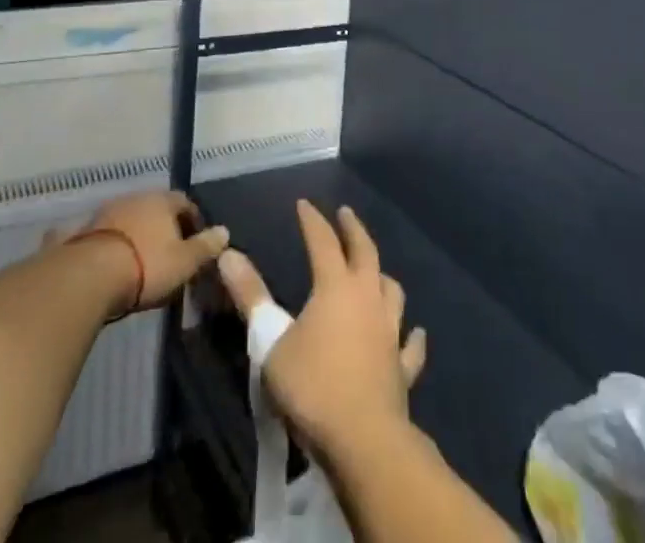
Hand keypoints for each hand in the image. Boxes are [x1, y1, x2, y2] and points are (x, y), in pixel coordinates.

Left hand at [83, 190, 229, 310]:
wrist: (91, 275)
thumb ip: (206, 246)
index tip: (197, 242)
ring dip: (140, 234)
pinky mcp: (87, 229)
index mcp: (162, 200)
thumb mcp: (184, 262)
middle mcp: (137, 197)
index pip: (185, 202)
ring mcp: (109, 210)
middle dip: (165, 227)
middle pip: (157, 208)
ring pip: (132, 219)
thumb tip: (224, 231)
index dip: (193, 221)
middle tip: (171, 252)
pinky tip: (118, 262)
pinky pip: (110, 233)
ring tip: (144, 260)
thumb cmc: (147, 265)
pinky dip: (118, 243)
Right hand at [216, 199, 426, 462]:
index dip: (312, 220)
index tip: (304, 203)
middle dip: (353, 230)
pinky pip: (411, 346)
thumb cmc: (312, 387)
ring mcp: (390, 332)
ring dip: (383, 277)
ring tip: (377, 271)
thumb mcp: (270, 342)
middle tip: (346, 214)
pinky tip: (416, 333)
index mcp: (335, 286)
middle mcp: (367, 298)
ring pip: (392, 291)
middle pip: (365, 252)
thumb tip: (228, 254)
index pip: (322, 241)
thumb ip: (251, 297)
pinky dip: (413, 337)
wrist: (363, 440)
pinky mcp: (402, 367)